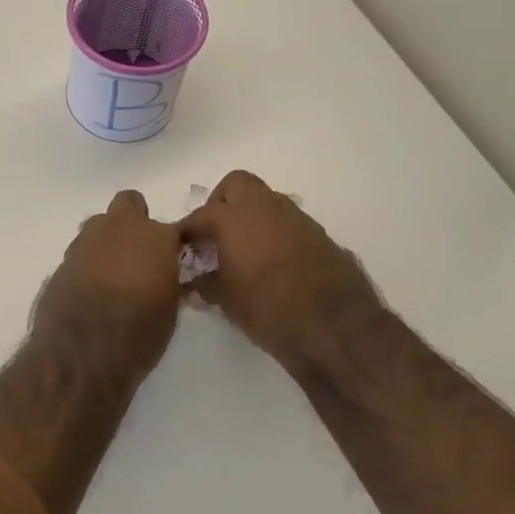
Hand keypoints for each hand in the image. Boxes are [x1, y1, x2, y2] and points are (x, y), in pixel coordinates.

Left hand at [33, 191, 184, 381]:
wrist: (82, 352)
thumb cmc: (138, 333)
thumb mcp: (169, 311)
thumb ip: (168, 281)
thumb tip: (164, 276)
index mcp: (154, 237)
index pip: (174, 228)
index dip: (173, 244)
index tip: (173, 261)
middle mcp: (119, 229)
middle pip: (129, 204)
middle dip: (135, 221)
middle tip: (139, 253)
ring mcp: (86, 242)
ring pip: (100, 225)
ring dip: (108, 241)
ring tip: (113, 274)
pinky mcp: (62, 260)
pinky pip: (81, 252)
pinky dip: (88, 263)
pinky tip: (90, 289)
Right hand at [180, 171, 384, 371]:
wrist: (336, 327)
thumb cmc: (269, 310)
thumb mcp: (227, 301)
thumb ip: (206, 285)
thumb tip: (193, 283)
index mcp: (233, 218)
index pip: (199, 217)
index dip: (185, 232)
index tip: (178, 247)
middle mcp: (264, 207)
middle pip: (235, 185)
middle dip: (220, 203)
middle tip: (214, 234)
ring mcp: (296, 217)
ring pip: (266, 200)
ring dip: (250, 216)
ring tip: (243, 249)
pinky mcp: (319, 234)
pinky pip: (288, 222)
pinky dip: (274, 232)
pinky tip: (272, 262)